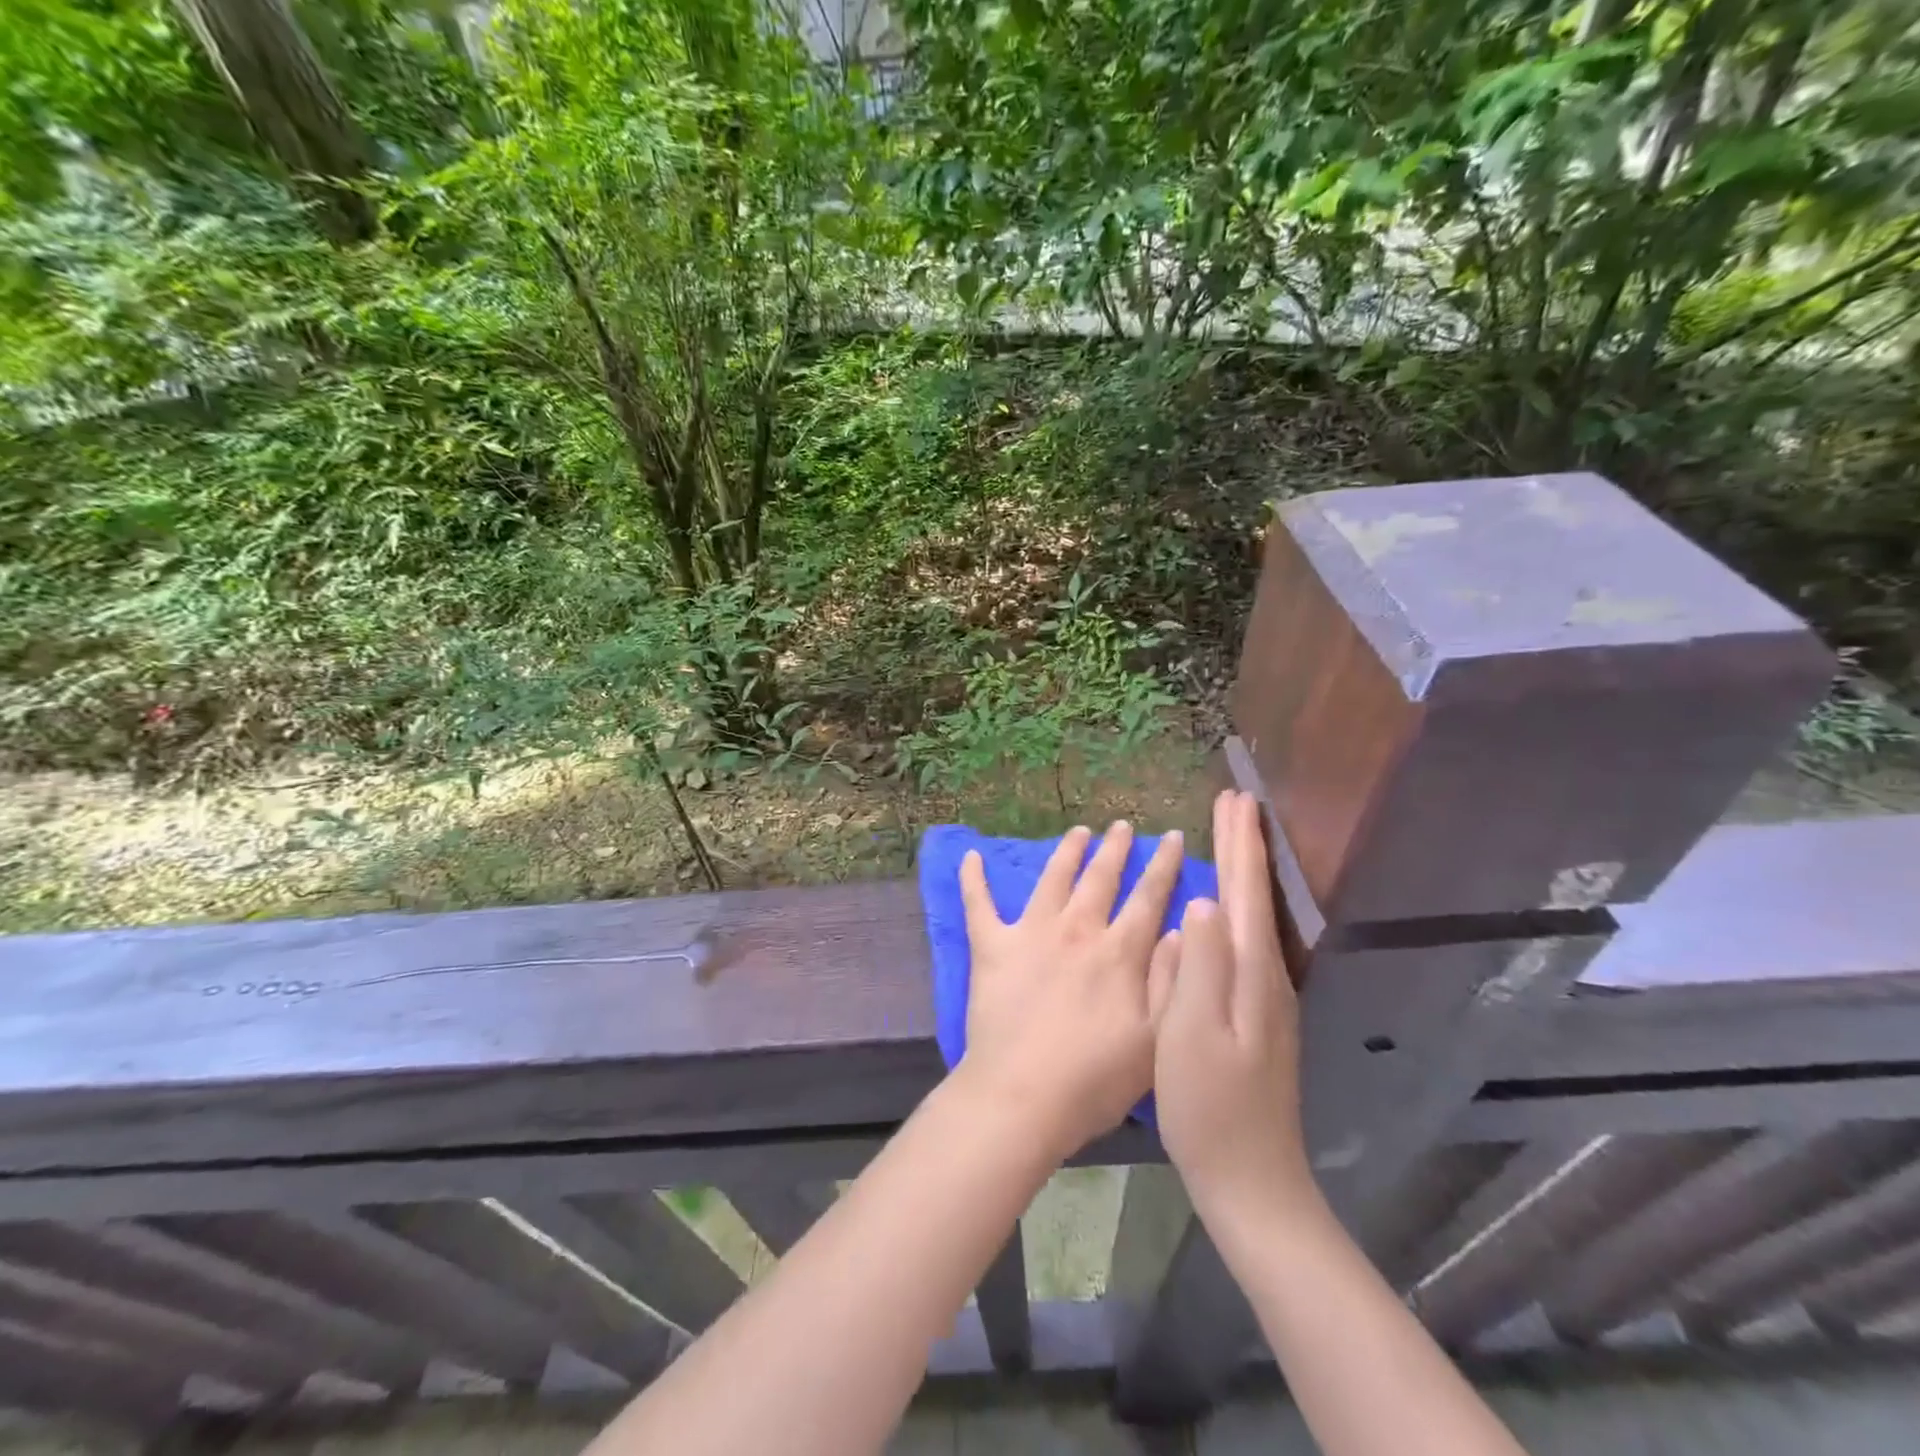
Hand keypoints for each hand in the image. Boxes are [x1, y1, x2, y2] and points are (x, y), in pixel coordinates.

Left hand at [956, 821, 1184, 1162]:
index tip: (1174, 837)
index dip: (1164, 866)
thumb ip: (1173, 980)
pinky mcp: (991, 947)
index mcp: (1120, 953)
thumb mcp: (1158, 1039)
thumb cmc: (1095, 1078)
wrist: (1023, 1095)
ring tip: (1078, 831)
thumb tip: (1183, 928)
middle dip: (1115, 849)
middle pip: (1101, 878)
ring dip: (1067, 851)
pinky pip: (979, 905)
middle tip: (1123, 825)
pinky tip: (970, 856)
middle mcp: (1077, 930)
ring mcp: (1030, 933)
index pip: (1149, 898)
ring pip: (1053, 878)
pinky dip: (973, 880)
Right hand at [1155, 791, 1316, 1228]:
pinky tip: (1224, 909)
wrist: (1250, 1179)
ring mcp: (1265, 997)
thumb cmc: (1209, 1105)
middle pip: (1255, 896)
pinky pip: (1245, 940)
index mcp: (1248, 973)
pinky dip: (1238, 906)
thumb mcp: (1191, 1032)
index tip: (1235, 799)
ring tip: (1232, 840)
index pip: (1245, 890)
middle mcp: (1265, 975)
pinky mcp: (1257, 1015)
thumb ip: (1198, 965)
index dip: (1239, 843)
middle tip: (1236, 803)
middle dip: (1246, 847)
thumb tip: (1204, 901)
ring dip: (1244, 872)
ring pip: (1253, 916)